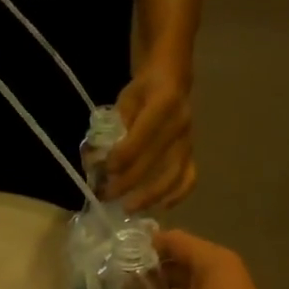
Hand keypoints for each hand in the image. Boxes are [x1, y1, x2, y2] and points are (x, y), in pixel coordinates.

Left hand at [110, 63, 196, 211]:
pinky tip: (162, 206)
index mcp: (164, 103)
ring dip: (151, 195)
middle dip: (129, 181)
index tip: (105, 170)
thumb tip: (97, 157)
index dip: (123, 155)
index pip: (143, 135)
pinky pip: (189, 178)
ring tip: (129, 208)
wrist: (171, 80)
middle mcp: (181, 124)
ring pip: (174, 174)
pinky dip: (177, 195)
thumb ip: (114, 126)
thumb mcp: (125, 99)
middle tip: (107, 195)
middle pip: (156, 160)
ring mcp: (189, 141)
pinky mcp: (191, 153)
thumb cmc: (143, 91)